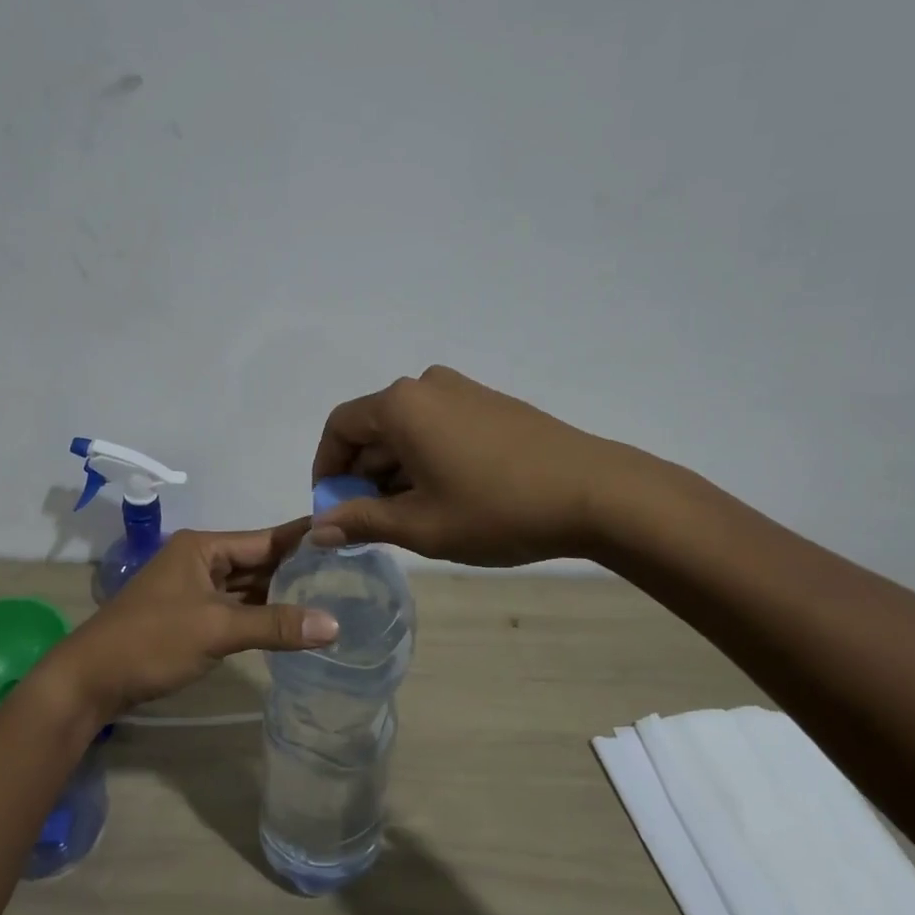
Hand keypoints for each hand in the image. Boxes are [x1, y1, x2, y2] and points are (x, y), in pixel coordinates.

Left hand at [46, 523, 337, 720]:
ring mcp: (194, 589)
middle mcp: (200, 560)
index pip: (265, 539)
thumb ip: (275, 625)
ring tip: (332, 596)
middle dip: (298, 570)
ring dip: (281, 594)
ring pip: (247, 586)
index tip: (346, 536)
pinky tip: (291, 622)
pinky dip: (260, 614)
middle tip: (350, 573)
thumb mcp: (217, 629)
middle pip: (258, 561)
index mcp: (203, 547)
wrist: (90, 680)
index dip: (304, 540)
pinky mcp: (190, 616)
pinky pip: (234, 607)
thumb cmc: (152, 641)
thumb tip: (335, 625)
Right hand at [311, 365, 660, 564]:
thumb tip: (317, 528)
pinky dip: (425, 458)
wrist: (596, 493)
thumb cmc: (497, 509)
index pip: (340, 428)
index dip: (326, 468)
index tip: (331, 507)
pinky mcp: (491, 404)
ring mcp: (463, 391)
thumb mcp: (420, 525)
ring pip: (407, 429)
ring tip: (407, 516)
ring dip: (394, 469)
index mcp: (401, 405)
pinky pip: (438, 426)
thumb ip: (361, 521)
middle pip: (373, 426)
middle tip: (367, 520)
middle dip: (361, 473)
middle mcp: (426, 386)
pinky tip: (443, 496)